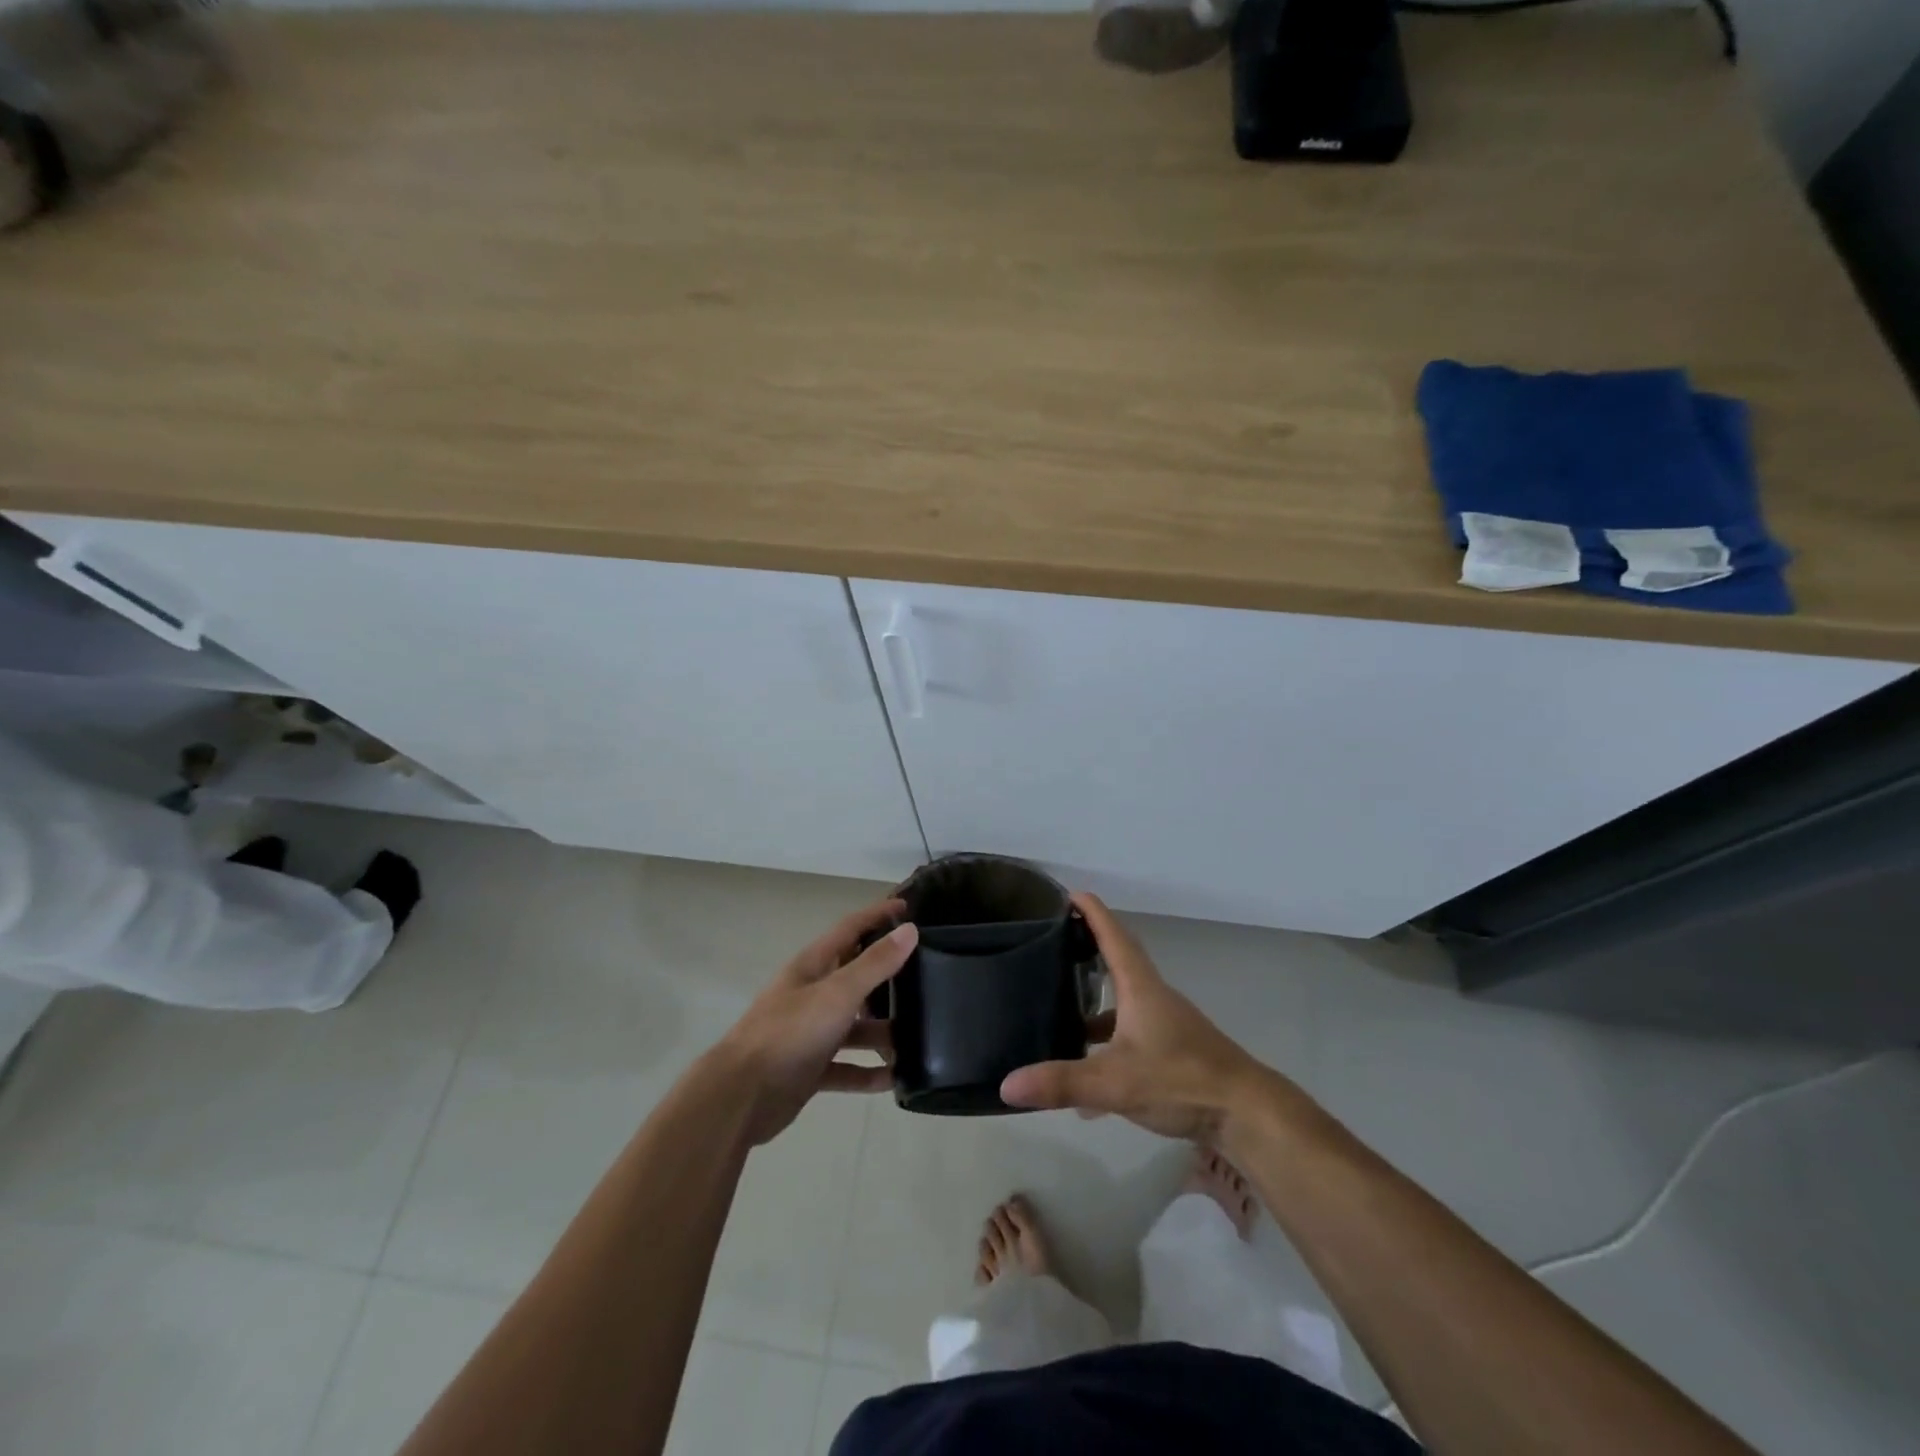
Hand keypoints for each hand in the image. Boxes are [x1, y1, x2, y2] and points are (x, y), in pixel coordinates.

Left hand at [711, 899, 916, 1145]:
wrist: (740, 1096)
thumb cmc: (789, 1033)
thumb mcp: (837, 993)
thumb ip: (874, 964)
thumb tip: (910, 930)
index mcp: (814, 966)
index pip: (851, 928)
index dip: (878, 915)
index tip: (908, 906)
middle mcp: (813, 994)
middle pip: (856, 977)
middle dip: (888, 976)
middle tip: (927, 975)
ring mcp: (810, 1033)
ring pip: (855, 1026)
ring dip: (883, 1031)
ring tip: (920, 1037)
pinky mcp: (810, 1069)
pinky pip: (847, 1067)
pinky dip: (868, 1072)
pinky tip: (895, 1079)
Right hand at [1000, 892, 1267, 1141]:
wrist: (1245, 1113)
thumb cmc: (1181, 1080)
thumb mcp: (1115, 1083)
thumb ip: (1062, 1083)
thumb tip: (1007, 1084)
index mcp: (1141, 988)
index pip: (1113, 936)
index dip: (1092, 912)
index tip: (1070, 894)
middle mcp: (1153, 998)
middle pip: (1118, 964)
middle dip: (1087, 952)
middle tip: (1054, 947)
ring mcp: (1166, 1026)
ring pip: (1122, 1007)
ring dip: (1094, 1009)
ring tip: (1058, 1017)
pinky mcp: (1173, 1054)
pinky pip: (1130, 1041)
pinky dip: (1106, 1051)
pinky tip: (1086, 1089)